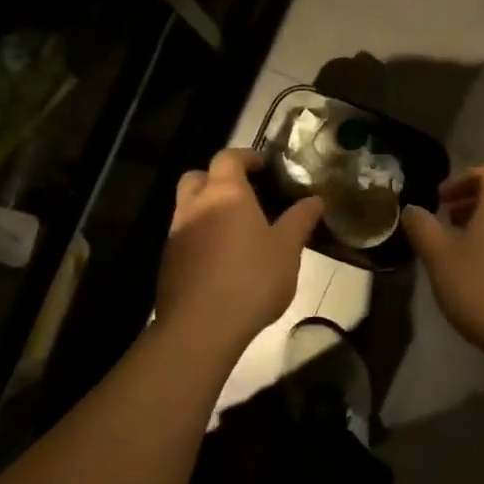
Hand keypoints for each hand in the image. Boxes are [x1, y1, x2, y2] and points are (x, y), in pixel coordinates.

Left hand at [157, 149, 322, 353]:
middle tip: (243, 193)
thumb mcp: (287, 250)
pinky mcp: (168, 260)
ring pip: (188, 206)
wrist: (201, 326)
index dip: (245, 156)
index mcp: (225, 192)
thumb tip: (315, 199)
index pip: (228, 157)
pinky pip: (184, 234)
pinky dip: (200, 235)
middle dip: (217, 177)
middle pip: (198, 176)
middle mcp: (195, 204)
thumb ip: (300, 221)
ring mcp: (177, 232)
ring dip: (207, 207)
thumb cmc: (251, 279)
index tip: (262, 165)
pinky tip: (220, 258)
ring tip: (235, 229)